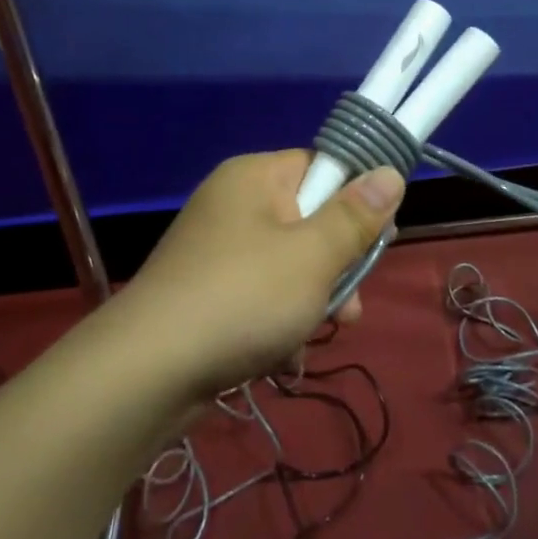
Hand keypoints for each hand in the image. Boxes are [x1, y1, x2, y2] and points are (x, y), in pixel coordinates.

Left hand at [119, 151, 403, 400]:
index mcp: (255, 176)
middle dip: (337, 264)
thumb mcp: (313, 256)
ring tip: (320, 333)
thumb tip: (390, 173)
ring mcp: (216, 249)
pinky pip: (260, 293)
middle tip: (351, 304)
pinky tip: (284, 355)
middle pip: (309, 218)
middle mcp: (233, 203)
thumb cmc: (242, 298)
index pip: (322, 166)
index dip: (355, 200)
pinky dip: (278, 320)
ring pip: (289, 263)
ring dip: (313, 300)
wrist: (146, 373)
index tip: (377, 239)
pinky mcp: (206, 291)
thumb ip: (355, 216)